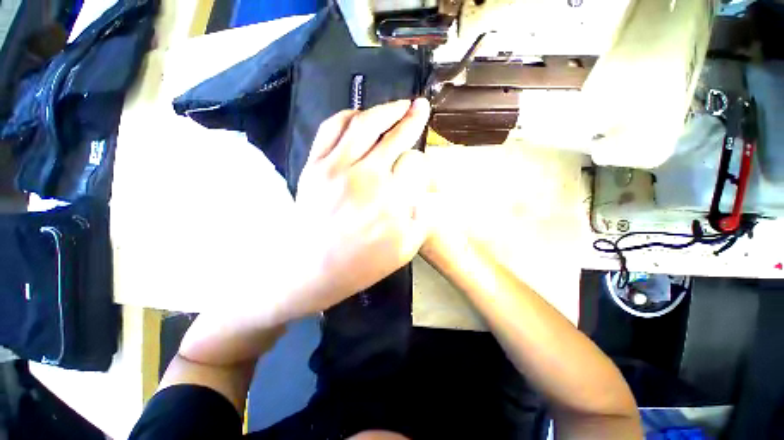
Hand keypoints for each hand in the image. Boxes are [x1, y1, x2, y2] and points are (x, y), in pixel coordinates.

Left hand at [291, 99, 431, 314]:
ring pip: (363, 125)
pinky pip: (331, 130)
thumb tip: (428, 193)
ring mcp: (336, 168)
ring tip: (397, 105)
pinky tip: (359, 115)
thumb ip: (423, 219)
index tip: (421, 153)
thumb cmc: (362, 265)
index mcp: (392, 199)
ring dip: (384, 110)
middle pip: (393, 136)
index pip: (414, 162)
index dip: (420, 159)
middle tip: (420, 105)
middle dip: (411, 117)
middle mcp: (366, 176)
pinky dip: (348, 116)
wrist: (312, 271)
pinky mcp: (315, 167)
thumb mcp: (405, 250)